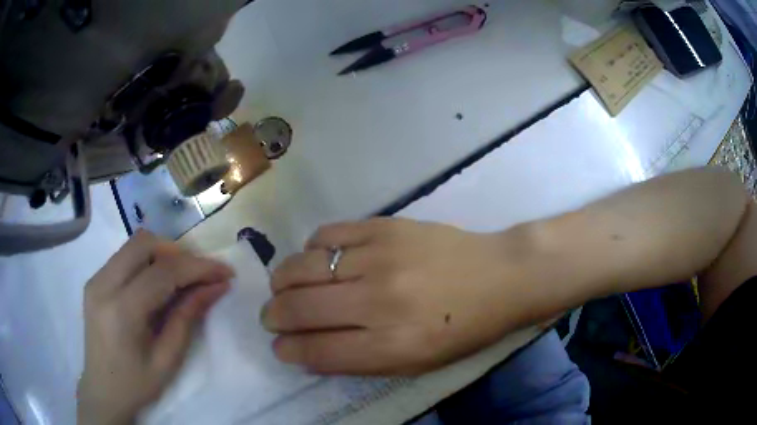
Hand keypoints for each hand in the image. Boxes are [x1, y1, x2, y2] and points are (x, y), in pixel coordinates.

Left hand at [77, 231, 233, 424]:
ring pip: (133, 245)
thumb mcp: (168, 359)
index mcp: (122, 311)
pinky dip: (147, 261)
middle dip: (178, 252)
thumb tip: (216, 287)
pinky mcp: (94, 280)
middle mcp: (103, 284)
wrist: (102, 390)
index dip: (197, 267)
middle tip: (200, 274)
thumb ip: (188, 318)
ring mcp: (95, 279)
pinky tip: (157, 283)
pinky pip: (124, 257)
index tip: (225, 271)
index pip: (163, 273)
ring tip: (182, 277)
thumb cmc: (136, 384)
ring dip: (163, 254)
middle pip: (144, 244)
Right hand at [264, 218, 541, 375]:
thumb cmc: (464, 329)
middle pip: (300, 307)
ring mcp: (380, 257)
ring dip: (283, 281)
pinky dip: (311, 249)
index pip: (317, 350)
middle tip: (272, 316)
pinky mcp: (385, 226)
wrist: (500, 276)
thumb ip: (360, 363)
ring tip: (284, 287)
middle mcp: (379, 301)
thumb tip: (309, 354)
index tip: (279, 346)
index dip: (288, 350)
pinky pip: (328, 234)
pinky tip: (316, 259)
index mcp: (391, 344)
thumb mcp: (417, 363)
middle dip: (274, 315)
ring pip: (303, 267)